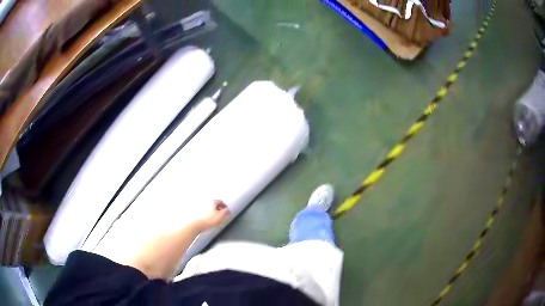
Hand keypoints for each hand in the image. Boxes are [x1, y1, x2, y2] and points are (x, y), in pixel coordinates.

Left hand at [194, 200, 229, 231]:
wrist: (197, 224)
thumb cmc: (208, 220)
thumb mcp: (221, 216)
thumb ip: (226, 212)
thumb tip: (228, 210)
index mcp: (212, 202)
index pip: (221, 201)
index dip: (225, 206)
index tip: (227, 210)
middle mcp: (207, 203)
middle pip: (215, 205)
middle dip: (220, 209)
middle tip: (223, 215)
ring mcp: (202, 207)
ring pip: (211, 209)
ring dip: (215, 213)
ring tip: (217, 219)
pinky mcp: (199, 213)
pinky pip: (206, 213)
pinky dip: (210, 215)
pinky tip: (211, 221)